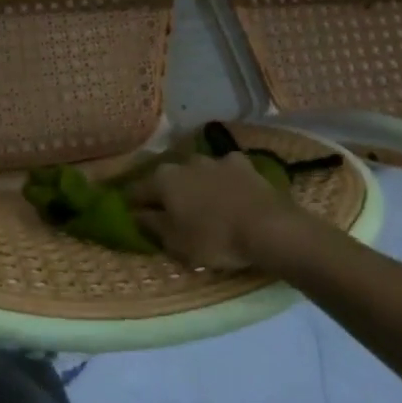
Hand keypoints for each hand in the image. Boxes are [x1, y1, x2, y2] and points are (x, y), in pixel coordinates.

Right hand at [128, 152, 331, 273]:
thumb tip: (136, 214)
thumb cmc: (215, 239)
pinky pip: (225, 171)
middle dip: (165, 192)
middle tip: (169, 212)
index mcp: (163, 180)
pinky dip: (223, 181)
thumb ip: (151, 225)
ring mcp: (216, 160)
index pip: (135, 191)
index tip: (131, 216)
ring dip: (194, 184)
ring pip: (196, 172)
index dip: (131, 205)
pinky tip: (230, 193)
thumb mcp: (175, 242)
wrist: (270, 229)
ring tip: (201, 203)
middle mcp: (184, 162)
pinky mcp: (244, 165)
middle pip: (166, 178)